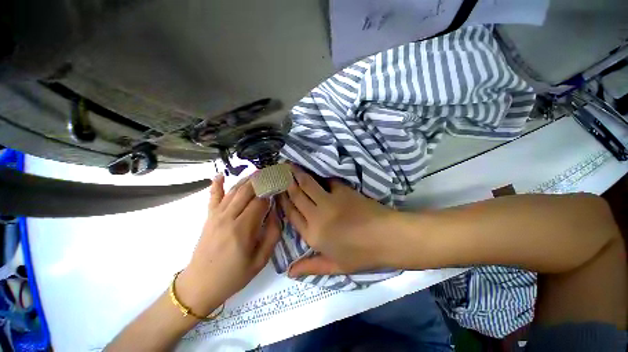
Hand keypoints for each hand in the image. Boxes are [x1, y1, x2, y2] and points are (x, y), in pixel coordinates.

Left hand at [177, 175, 280, 315]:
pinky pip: (213, 196)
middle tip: (273, 173)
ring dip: (247, 179)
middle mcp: (229, 217)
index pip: (261, 201)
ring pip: (234, 190)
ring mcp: (216, 215)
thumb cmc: (234, 275)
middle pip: (248, 190)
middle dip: (262, 179)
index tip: (281, 184)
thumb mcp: (261, 260)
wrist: (200, 285)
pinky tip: (220, 175)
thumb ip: (273, 234)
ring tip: (259, 172)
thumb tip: (277, 213)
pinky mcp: (209, 217)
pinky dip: (216, 184)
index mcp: (243, 228)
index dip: (272, 190)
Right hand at [279, 165, 402, 276]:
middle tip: (279, 171)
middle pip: (297, 196)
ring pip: (308, 185)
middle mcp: (317, 215)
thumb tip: (288, 272)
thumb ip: (310, 267)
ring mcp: (330, 201)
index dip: (282, 202)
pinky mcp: (342, 191)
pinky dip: (320, 177)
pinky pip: (327, 181)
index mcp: (313, 235)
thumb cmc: (361, 255)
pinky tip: (316, 172)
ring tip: (289, 165)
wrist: (386, 238)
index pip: (291, 214)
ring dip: (298, 174)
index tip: (276, 191)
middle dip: (286, 183)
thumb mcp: (335, 266)